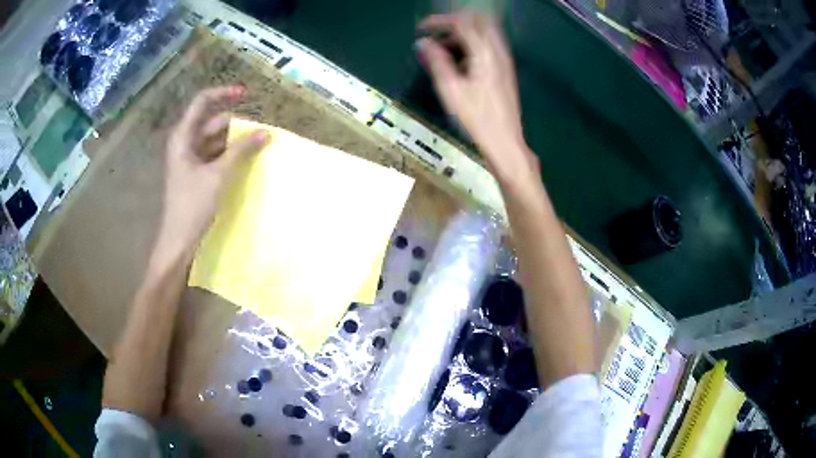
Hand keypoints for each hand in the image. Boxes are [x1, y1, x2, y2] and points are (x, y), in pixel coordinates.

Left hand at [160, 86, 268, 251]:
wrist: (178, 240)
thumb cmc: (193, 205)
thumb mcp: (218, 175)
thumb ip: (241, 150)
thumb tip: (265, 133)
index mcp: (183, 136)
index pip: (203, 101)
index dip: (224, 94)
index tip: (247, 94)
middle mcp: (185, 142)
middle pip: (213, 121)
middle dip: (236, 124)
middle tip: (260, 132)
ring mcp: (189, 158)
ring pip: (215, 139)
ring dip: (234, 141)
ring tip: (257, 147)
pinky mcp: (195, 172)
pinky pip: (214, 154)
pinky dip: (229, 155)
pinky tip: (244, 161)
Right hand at [416, 11, 537, 181]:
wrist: (505, 140)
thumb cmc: (476, 117)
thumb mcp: (450, 89)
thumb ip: (436, 61)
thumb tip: (423, 44)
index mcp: (484, 53)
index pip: (462, 23)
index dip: (439, 21)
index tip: (422, 29)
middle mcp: (498, 51)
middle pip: (478, 21)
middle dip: (454, 23)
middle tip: (436, 34)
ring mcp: (504, 60)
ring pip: (484, 33)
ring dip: (463, 34)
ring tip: (443, 50)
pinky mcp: (505, 70)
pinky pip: (488, 45)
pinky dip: (472, 45)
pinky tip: (459, 62)